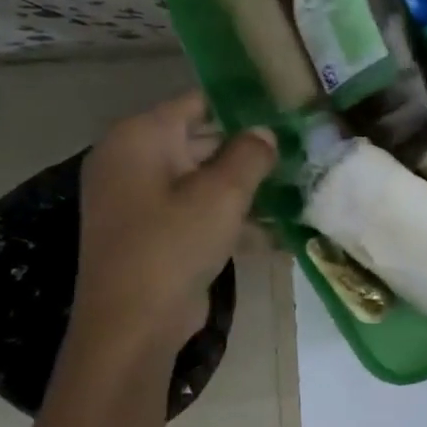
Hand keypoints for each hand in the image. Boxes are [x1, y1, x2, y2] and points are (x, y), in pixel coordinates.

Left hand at [71, 92, 277, 359]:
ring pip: (199, 177)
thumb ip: (250, 153)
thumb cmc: (174, 245)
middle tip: (295, 149)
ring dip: (241, 184)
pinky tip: (269, 226)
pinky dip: (225, 213)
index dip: (241, 104)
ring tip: (291, 185)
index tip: (283, 111)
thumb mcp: (223, 194)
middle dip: (246, 147)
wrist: (133, 324)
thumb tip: (265, 133)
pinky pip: (192, 208)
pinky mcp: (149, 231)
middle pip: (198, 138)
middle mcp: (131, 159)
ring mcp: (136, 198)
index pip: (197, 101)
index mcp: (139, 137)